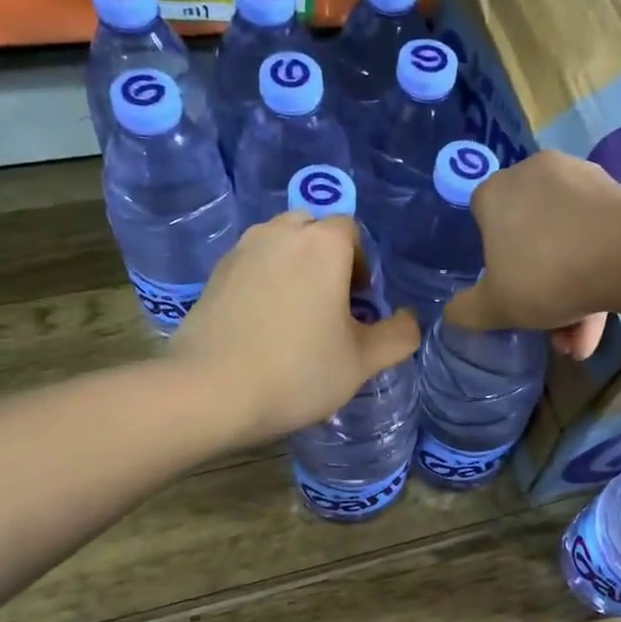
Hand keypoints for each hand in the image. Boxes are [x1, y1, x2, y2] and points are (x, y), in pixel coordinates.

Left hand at [173, 212, 419, 444]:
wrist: (211, 391)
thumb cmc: (298, 370)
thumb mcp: (362, 361)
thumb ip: (399, 335)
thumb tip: (409, 319)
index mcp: (322, 244)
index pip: (352, 231)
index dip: (362, 265)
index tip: (358, 305)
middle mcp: (279, 233)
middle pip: (313, 230)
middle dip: (328, 259)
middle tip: (330, 305)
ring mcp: (242, 250)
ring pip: (279, 244)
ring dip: (295, 267)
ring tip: (297, 314)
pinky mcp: (214, 274)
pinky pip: (252, 263)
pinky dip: (265, 281)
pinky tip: (264, 324)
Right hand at [444, 151, 620, 359]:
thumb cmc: (546, 274)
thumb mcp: (494, 307)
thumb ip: (467, 311)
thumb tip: (453, 313)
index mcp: (496, 191)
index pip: (481, 218)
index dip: (491, 257)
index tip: (505, 288)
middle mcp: (535, 174)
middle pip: (529, 234)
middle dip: (539, 286)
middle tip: (548, 325)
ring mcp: (581, 180)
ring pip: (567, 242)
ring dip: (571, 292)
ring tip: (580, 340)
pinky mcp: (619, 194)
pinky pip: (597, 238)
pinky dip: (596, 275)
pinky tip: (601, 320)